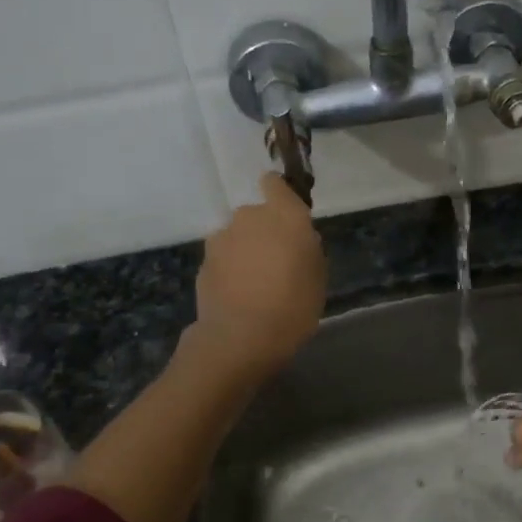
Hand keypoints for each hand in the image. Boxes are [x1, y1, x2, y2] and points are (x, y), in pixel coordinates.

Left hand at [189, 173, 326, 375]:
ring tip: (255, 284)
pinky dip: (229, 271)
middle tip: (276, 263)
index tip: (285, 214)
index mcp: (284, 216)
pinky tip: (238, 296)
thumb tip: (297, 241)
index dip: (278, 194)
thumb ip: (307, 250)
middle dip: (264, 232)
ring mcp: (222, 239)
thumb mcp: (317, 278)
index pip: (275, 184)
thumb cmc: (293, 306)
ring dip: (245, 252)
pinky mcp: (204, 262)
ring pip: (237, 238)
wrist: (240, 337)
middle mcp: (249, 217)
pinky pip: (223, 259)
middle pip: (256, 215)